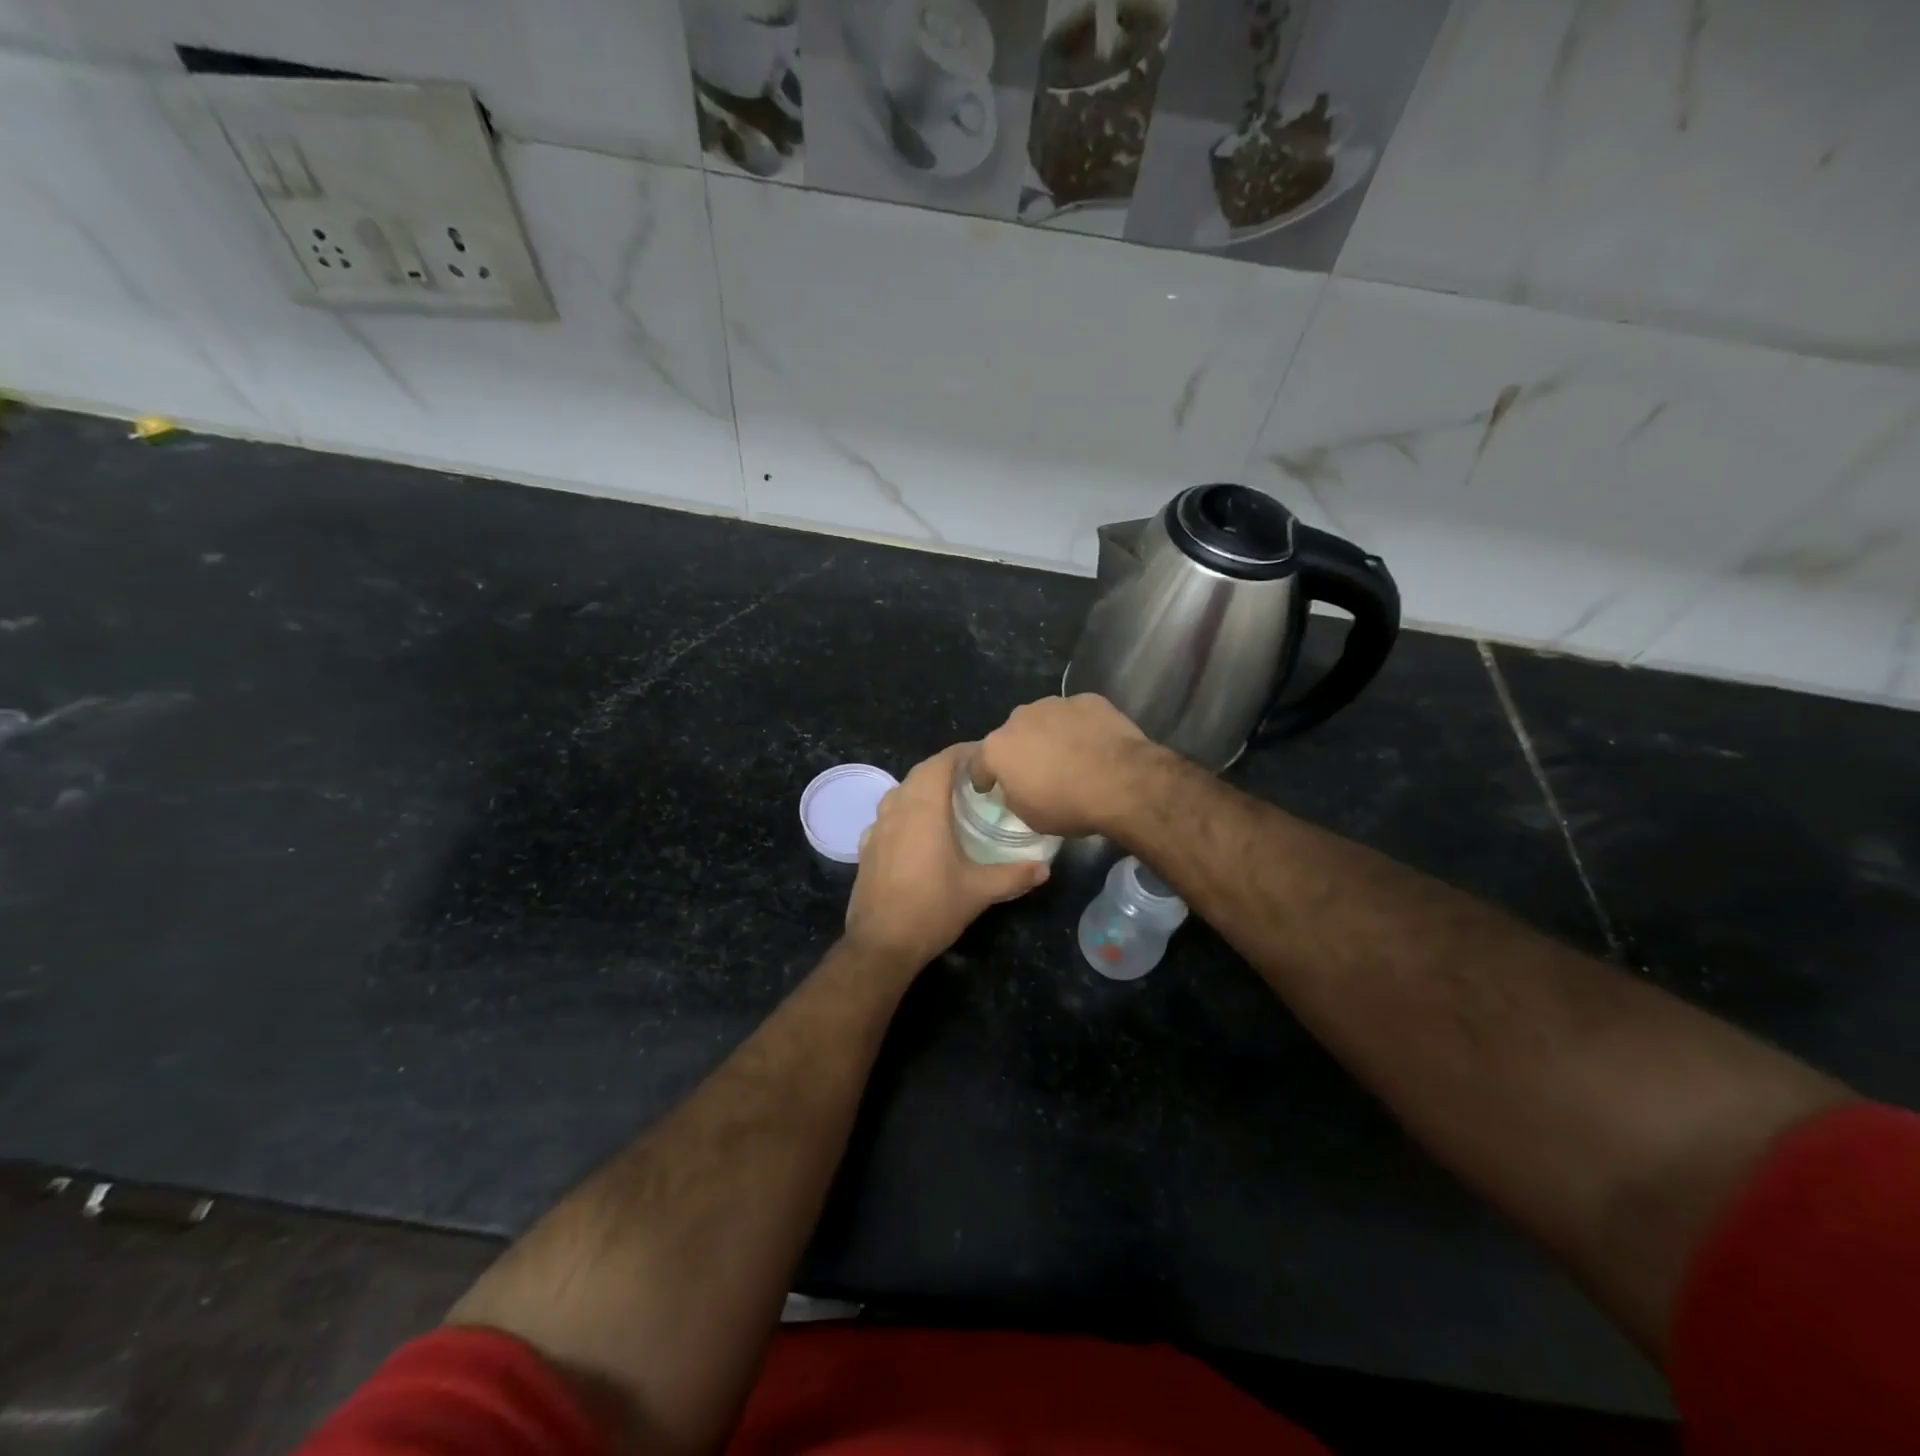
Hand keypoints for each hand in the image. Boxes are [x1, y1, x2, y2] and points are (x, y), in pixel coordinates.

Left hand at [845, 743, 1047, 969]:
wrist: (881, 944)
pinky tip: (921, 828)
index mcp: (924, 808)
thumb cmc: (932, 909)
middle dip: (947, 767)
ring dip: (925, 786)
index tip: (987, 755)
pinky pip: (889, 813)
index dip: (964, 752)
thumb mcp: (978, 891)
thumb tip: (1045, 868)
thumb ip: (1013, 875)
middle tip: (976, 776)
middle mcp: (897, 808)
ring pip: (902, 791)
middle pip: (921, 772)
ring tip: (951, 798)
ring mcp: (877, 827)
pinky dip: (907, 808)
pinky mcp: (867, 846)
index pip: (942, 761)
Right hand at [973, 694, 1155, 837]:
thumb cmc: (1068, 805)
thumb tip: (1018, 787)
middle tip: (1036, 771)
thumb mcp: (1030, 817)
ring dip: (1050, 735)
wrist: (1122, 781)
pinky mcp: (1087, 699)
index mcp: (998, 748)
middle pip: (1012, 735)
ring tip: (1068, 756)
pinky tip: (1093, 744)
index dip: (983, 777)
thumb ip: (1015, 795)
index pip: (978, 763)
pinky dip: (1079, 727)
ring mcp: (1054, 704)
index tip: (988, 787)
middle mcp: (1019, 718)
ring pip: (1044, 720)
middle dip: (1020, 751)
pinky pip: (1076, 715)